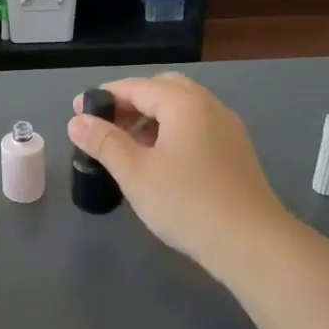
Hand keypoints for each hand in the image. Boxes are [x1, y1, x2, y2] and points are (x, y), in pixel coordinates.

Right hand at [69, 74, 290, 278]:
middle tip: (105, 125)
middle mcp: (210, 107)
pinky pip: (196, 129)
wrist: (251, 242)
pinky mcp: (235, 154)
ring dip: (151, 119)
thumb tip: (77, 121)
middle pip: (164, 90)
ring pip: (182, 111)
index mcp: (185, 103)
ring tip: (126, 147)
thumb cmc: (186, 202)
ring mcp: (227, 130)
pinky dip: (171, 134)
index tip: (78, 110)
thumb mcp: (135, 172)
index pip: (137, 86)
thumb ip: (104, 142)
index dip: (105, 96)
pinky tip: (157, 163)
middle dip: (131, 103)